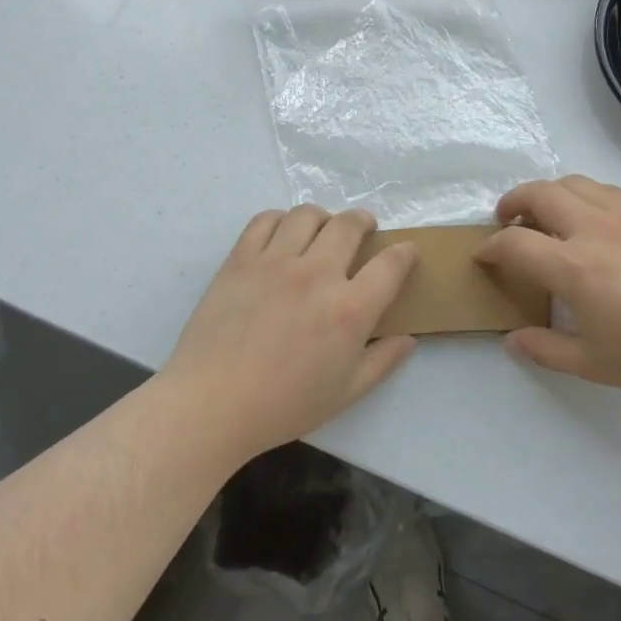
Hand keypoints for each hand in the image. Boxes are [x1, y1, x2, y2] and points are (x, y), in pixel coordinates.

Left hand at [162, 206, 419, 457]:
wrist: (211, 405)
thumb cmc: (283, 405)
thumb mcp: (345, 393)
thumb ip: (382, 362)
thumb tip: (409, 339)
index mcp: (349, 310)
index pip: (391, 264)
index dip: (405, 253)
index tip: (405, 252)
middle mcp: (317, 275)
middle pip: (350, 225)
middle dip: (364, 221)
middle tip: (364, 230)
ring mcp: (275, 262)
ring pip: (308, 215)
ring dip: (323, 217)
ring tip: (322, 230)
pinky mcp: (240, 259)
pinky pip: (264, 220)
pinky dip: (280, 220)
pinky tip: (282, 235)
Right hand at [475, 176, 620, 397]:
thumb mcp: (593, 363)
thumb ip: (546, 349)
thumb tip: (512, 340)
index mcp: (574, 268)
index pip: (515, 244)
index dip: (491, 248)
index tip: (484, 257)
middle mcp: (593, 229)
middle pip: (539, 193)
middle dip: (512, 202)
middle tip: (506, 221)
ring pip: (572, 182)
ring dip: (547, 192)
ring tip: (545, 214)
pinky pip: (604, 189)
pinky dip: (582, 194)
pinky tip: (588, 218)